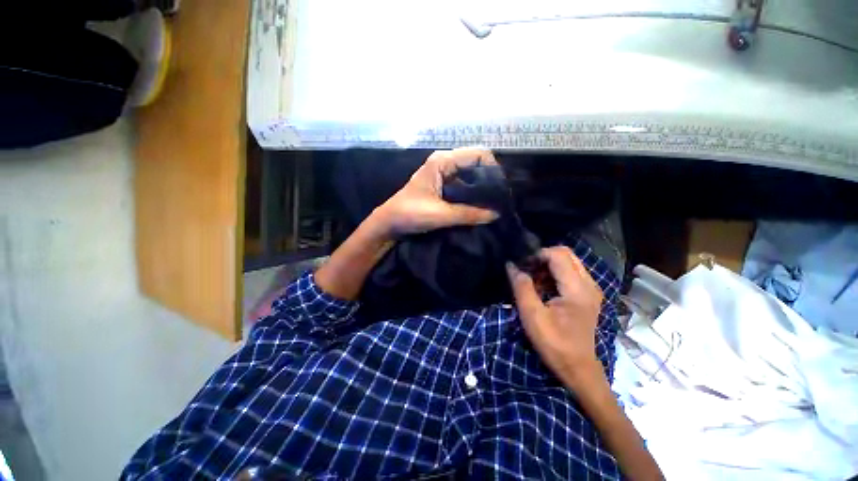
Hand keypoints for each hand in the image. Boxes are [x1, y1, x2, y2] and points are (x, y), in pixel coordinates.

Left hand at [369, 148, 499, 238]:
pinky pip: (463, 186)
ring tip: (493, 205)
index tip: (501, 190)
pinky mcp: (442, 187)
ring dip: (481, 189)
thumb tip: (496, 214)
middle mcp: (444, 163)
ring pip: (470, 176)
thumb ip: (469, 214)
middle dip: (489, 180)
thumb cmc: (409, 214)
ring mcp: (443, 175)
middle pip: (476, 164)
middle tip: (499, 200)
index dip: (493, 169)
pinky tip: (479, 207)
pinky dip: (472, 195)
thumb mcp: (440, 214)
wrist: (389, 223)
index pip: (478, 154)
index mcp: (442, 161)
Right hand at [507, 246, 605, 389]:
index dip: (537, 254)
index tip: (521, 265)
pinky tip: (543, 288)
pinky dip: (554, 274)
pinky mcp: (587, 295)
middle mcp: (589, 284)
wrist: (578, 368)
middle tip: (526, 269)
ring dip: (548, 266)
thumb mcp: (532, 315)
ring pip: (568, 262)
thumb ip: (522, 287)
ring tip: (532, 280)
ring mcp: (590, 289)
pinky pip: (570, 273)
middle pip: (566, 254)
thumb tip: (511, 265)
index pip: (558, 255)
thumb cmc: (554, 343)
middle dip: (543, 257)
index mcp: (577, 288)